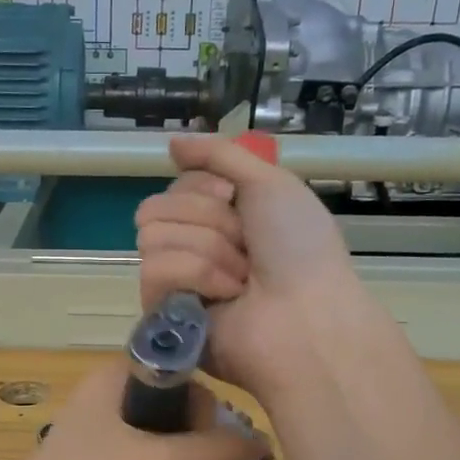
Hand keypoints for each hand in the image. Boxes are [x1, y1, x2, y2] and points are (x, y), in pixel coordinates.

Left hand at [0, 360, 265, 459]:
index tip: (208, 450)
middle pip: (175, 416)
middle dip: (190, 459)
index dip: (205, 412)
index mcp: (116, 376)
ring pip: (160, 449)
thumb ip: (221, 449)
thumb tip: (262, 443)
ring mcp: (95, 434)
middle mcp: (105, 396)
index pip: (184, 375)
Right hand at [134, 135, 359, 395]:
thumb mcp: (271, 183)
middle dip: (206, 220)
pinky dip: (197, 276)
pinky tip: (226, 297)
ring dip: (208, 250)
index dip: (202, 187)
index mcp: (219, 218)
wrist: (306, 316)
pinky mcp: (163, 313)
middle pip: (156, 207)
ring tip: (241, 279)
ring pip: (153, 237)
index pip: (174, 185)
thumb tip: (172, 143)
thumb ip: (220, 155)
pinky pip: (155, 271)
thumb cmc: (299, 249)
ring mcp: (176, 281)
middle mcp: (193, 246)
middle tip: (244, 244)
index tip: (234, 200)